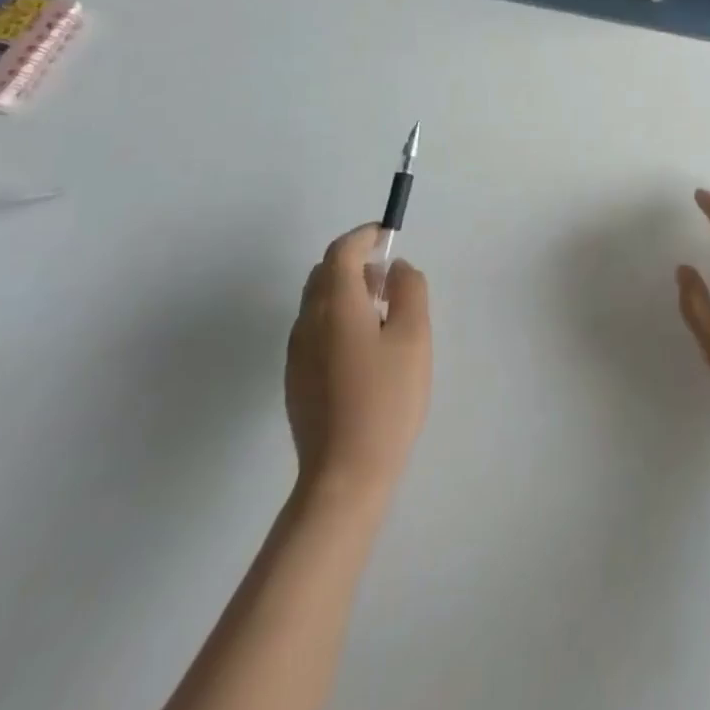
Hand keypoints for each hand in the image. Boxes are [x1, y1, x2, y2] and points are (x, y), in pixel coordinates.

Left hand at [286, 226, 431, 506]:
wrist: (345, 475)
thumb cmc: (387, 399)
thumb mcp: (414, 337)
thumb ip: (410, 290)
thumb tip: (396, 267)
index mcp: (336, 307)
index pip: (341, 252)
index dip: (363, 236)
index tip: (386, 234)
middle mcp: (307, 323)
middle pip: (323, 273)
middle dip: (353, 260)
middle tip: (388, 274)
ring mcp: (296, 353)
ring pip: (316, 300)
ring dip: (345, 288)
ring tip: (381, 309)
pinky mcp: (295, 378)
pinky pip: (313, 327)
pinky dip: (336, 315)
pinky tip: (363, 344)